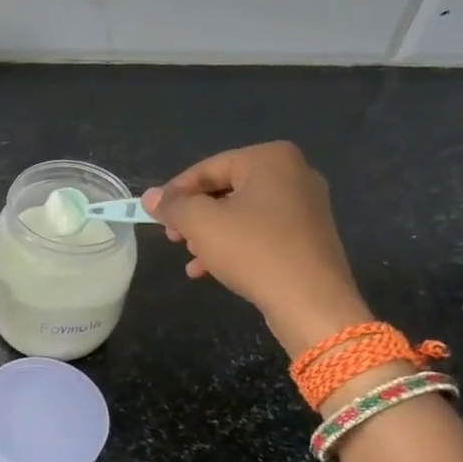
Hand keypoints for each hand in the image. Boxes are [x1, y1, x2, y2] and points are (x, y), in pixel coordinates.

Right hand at [141, 142, 369, 356]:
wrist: (311, 302)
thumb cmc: (254, 250)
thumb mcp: (202, 224)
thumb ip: (173, 206)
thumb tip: (150, 197)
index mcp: (270, 159)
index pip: (208, 168)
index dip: (176, 192)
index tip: (155, 215)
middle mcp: (294, 174)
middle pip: (225, 190)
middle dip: (194, 216)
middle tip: (173, 237)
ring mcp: (305, 207)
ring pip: (241, 214)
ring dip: (210, 234)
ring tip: (190, 256)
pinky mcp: (308, 237)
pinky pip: (260, 233)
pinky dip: (234, 246)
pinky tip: (210, 270)